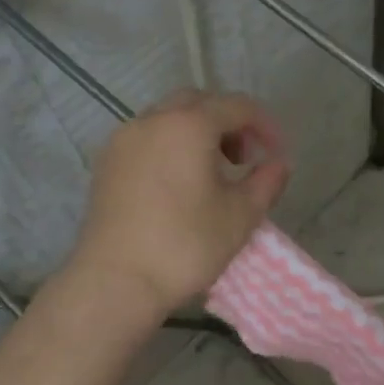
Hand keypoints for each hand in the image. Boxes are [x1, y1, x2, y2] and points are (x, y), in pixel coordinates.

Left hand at [66, 89, 288, 319]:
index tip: (278, 153)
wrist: (116, 281)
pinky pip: (146, 139)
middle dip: (228, 122)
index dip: (265, 125)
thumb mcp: (241, 216)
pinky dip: (170, 147)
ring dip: (197, 134)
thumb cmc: (185, 245)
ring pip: (168, 119)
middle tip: (244, 159)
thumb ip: (266, 181)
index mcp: (189, 125)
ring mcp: (123, 140)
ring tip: (212, 173)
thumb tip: (278, 164)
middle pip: (198, 103)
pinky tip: (179, 185)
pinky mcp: (106, 164)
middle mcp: (152, 121)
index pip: (237, 106)